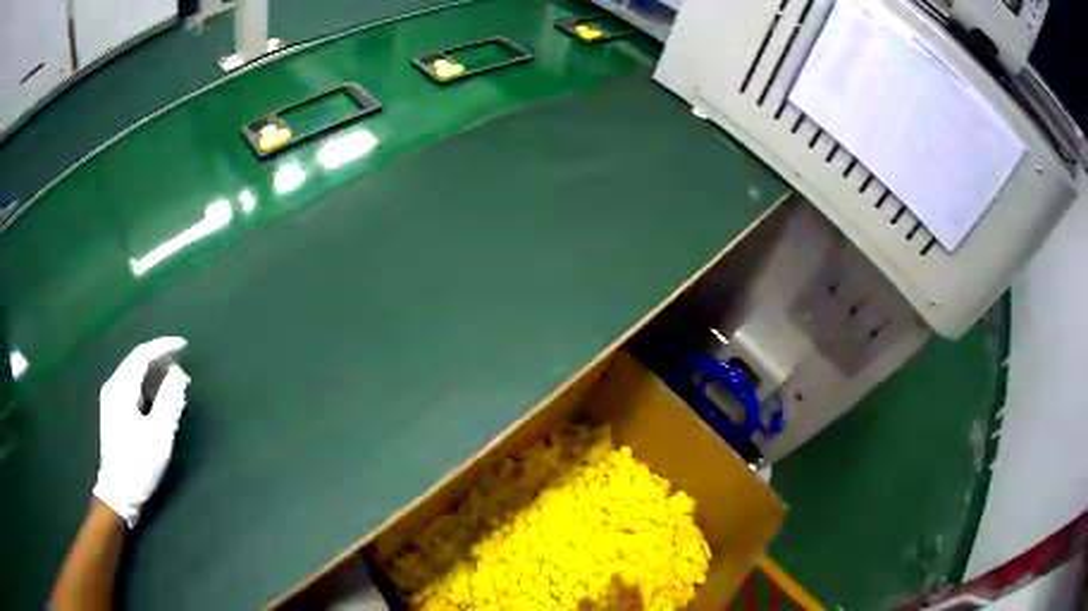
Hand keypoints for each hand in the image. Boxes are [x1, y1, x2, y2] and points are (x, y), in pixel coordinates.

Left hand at [92, 337, 189, 527]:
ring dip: (156, 377)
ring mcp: (112, 400)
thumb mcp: (159, 435)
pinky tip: (160, 401)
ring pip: (136, 376)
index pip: (143, 355)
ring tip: (176, 388)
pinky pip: (133, 389)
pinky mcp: (115, 413)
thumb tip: (179, 375)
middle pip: (138, 363)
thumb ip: (169, 402)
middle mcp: (114, 387)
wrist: (119, 493)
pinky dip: (149, 388)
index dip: (164, 347)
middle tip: (184, 374)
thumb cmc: (138, 464)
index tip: (185, 346)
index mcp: (121, 388)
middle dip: (162, 363)